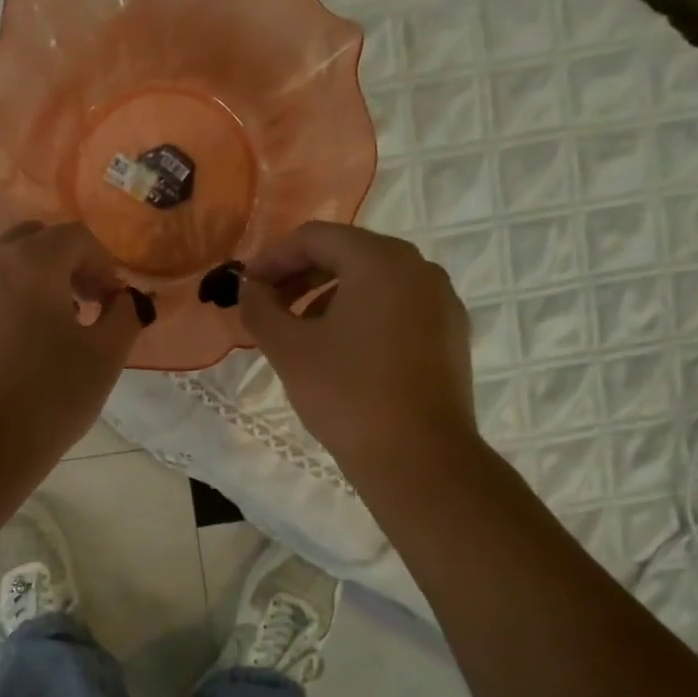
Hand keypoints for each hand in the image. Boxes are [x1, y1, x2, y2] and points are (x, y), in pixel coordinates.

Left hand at [0, 222, 143, 467]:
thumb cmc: (47, 399)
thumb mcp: (105, 359)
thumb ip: (124, 316)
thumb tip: (122, 300)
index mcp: (31, 263)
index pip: (75, 237)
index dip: (103, 264)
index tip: (110, 304)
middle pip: (32, 241)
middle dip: (63, 265)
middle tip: (80, 307)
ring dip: (29, 285)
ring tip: (43, 335)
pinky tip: (6, 357)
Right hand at [240, 222, 476, 476]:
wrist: (419, 459)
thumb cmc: (347, 394)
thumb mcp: (289, 349)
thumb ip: (260, 308)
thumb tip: (250, 288)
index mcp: (381, 260)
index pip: (316, 237)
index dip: (273, 258)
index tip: (247, 287)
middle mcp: (419, 269)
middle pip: (348, 255)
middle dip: (300, 277)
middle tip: (268, 307)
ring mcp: (441, 302)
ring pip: (374, 282)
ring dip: (328, 297)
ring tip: (301, 334)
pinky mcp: (450, 335)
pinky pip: (397, 308)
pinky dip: (361, 316)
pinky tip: (342, 353)